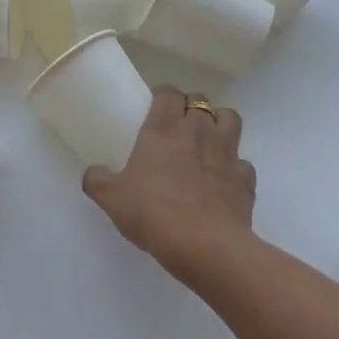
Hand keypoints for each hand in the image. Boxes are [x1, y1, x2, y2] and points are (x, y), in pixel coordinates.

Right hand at [83, 87, 256, 276]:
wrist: (204, 245)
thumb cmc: (152, 212)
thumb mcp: (112, 198)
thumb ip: (98, 181)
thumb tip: (91, 174)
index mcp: (162, 129)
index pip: (168, 93)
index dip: (163, 96)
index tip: (155, 108)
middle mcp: (198, 131)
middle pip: (200, 101)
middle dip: (191, 108)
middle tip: (178, 128)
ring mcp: (227, 152)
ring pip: (230, 119)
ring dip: (220, 125)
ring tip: (207, 143)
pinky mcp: (246, 178)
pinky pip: (243, 163)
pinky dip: (235, 168)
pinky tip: (223, 182)